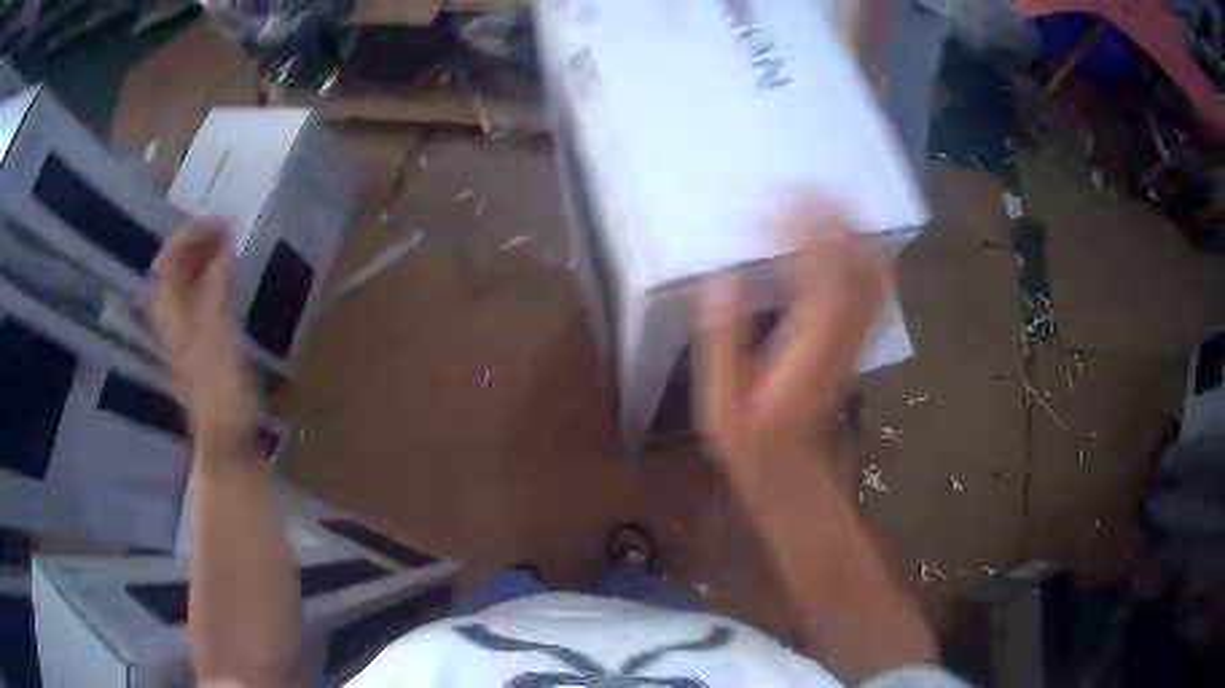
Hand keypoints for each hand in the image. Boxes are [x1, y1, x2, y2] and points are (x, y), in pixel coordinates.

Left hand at [148, 221, 257, 442]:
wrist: (225, 434)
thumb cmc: (219, 385)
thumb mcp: (217, 331)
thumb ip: (216, 283)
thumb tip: (225, 240)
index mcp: (172, 311)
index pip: (169, 258)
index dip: (190, 234)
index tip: (220, 221)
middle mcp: (173, 315)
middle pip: (175, 267)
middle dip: (197, 241)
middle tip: (227, 228)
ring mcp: (187, 329)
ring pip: (188, 282)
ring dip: (205, 258)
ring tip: (230, 244)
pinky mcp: (202, 341)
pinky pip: (201, 297)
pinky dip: (213, 278)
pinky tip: (229, 277)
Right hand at [695, 202, 885, 470]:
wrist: (792, 470)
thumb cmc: (751, 441)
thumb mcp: (721, 402)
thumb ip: (723, 342)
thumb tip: (719, 280)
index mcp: (809, 351)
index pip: (823, 279)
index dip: (808, 234)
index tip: (779, 202)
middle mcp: (843, 339)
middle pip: (859, 267)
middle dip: (835, 219)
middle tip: (803, 185)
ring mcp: (857, 339)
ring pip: (873, 274)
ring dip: (853, 230)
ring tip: (825, 197)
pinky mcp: (859, 340)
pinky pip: (875, 289)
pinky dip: (866, 252)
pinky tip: (850, 233)